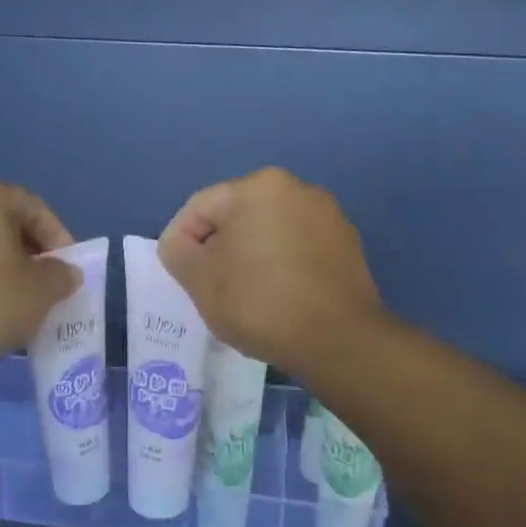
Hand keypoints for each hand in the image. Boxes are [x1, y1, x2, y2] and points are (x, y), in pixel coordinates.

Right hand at [158, 167, 385, 375]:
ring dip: (252, 257)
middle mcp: (297, 189)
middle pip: (236, 217)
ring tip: (249, 297)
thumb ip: (177, 251)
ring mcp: (328, 216)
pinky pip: (299, 249)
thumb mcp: (198, 279)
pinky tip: (281, 299)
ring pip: (269, 233)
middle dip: (219, 249)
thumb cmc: (259, 302)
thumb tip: (183, 244)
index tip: (184, 279)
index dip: (181, 243)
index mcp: (258, 187)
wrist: (338, 340)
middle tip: (214, 289)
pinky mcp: (348, 245)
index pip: (199, 208)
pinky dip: (283, 267)